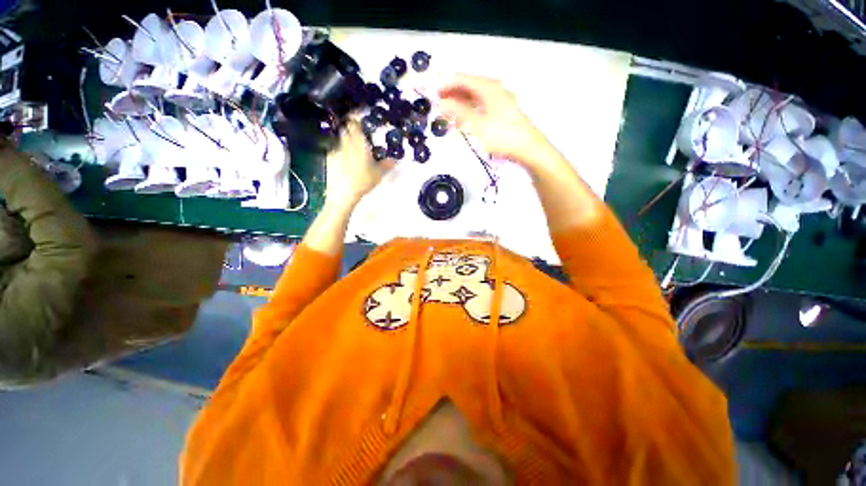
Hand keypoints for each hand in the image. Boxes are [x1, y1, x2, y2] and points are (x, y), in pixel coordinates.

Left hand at [325, 121, 393, 209]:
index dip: (357, 117)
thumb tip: (394, 160)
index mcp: (359, 143)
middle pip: (347, 129)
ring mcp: (337, 150)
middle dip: (352, 127)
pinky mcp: (331, 158)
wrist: (344, 192)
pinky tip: (346, 158)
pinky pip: (337, 149)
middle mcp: (347, 143)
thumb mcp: (379, 174)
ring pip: (341, 139)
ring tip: (353, 145)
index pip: (355, 123)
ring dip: (347, 139)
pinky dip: (341, 150)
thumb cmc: (363, 180)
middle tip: (359, 131)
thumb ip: (387, 165)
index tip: (360, 115)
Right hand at [437, 74, 548, 165]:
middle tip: (438, 106)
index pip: (461, 79)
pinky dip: (470, 111)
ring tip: (448, 115)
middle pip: (468, 87)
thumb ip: (458, 112)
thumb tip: (441, 103)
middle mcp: (494, 89)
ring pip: (474, 97)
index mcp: (487, 87)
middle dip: (452, 95)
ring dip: (460, 104)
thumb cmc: (501, 135)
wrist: (527, 148)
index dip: (445, 85)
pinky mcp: (502, 112)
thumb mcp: (476, 124)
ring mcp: (499, 100)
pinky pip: (481, 106)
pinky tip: (465, 120)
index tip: (431, 94)